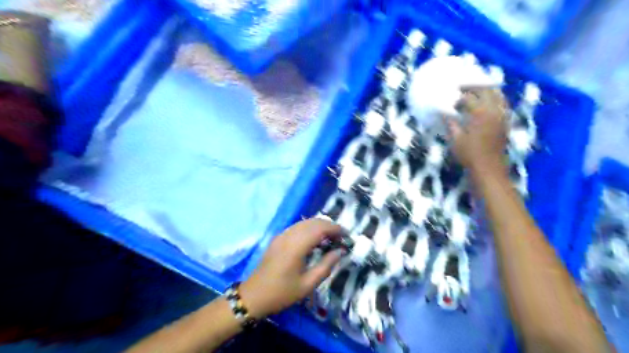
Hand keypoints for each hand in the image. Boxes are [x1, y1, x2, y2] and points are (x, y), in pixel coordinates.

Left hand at [239, 220, 345, 318]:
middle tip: (340, 237)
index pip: (319, 228)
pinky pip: (297, 227)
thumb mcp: (307, 284)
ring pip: (304, 222)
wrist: (253, 296)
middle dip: (329, 225)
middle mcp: (289, 236)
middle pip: (313, 222)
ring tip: (330, 237)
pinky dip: (309, 228)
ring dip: (319, 226)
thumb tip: (340, 251)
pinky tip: (314, 239)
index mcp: (296, 246)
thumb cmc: (282, 293)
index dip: (335, 228)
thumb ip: (326, 266)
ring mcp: (281, 235)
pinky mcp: (277, 238)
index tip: (346, 235)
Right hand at [444, 88, 507, 172]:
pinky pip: (503, 103)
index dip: (458, 97)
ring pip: (498, 94)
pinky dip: (495, 98)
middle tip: (461, 87)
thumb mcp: (456, 140)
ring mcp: (502, 115)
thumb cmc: (470, 155)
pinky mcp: (505, 121)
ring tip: (475, 90)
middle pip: (486, 90)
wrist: (489, 168)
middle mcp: (494, 110)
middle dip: (473, 86)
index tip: (450, 100)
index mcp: (480, 113)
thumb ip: (451, 123)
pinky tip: (487, 102)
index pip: (468, 98)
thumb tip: (443, 113)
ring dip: (486, 89)